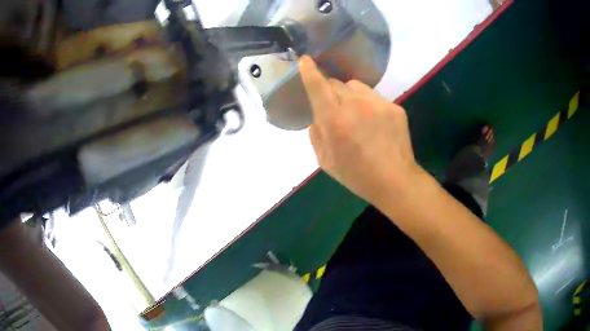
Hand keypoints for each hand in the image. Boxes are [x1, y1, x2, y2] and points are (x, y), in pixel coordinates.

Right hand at [299, 56, 419, 203]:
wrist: (395, 180)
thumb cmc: (357, 175)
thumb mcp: (325, 161)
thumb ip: (316, 133)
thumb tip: (317, 115)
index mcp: (334, 120)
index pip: (317, 86)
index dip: (309, 71)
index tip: (305, 60)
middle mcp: (355, 105)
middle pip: (336, 83)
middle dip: (331, 93)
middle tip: (336, 111)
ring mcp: (378, 103)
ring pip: (356, 87)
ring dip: (350, 96)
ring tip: (358, 116)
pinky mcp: (394, 107)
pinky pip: (374, 97)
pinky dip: (370, 106)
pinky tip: (376, 124)